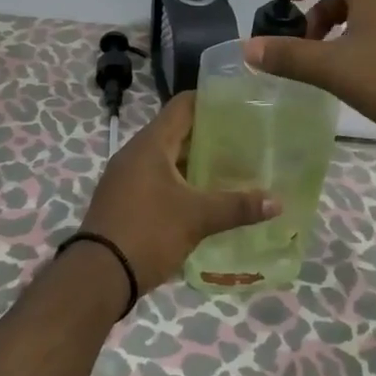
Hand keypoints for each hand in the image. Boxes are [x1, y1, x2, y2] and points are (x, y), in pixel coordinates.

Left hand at [75, 91, 278, 296]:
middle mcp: (136, 152)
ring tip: (232, 168)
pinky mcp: (124, 199)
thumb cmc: (148, 232)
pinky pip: (157, 178)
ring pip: (167, 157)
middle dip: (210, 135)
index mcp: (151, 143)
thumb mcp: (197, 218)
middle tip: (246, 140)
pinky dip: (181, 181)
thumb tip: (278, 202)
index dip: (211, 99)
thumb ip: (237, 206)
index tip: (241, 104)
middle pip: (177, 131)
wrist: (97, 276)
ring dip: (196, 161)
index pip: (183, 105)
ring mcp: (126, 176)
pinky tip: (204, 197)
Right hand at [243, 0, 375, 152]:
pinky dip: (362, 43)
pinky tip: (357, 77)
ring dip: (340, 29)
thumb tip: (248, 47)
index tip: (294, 3)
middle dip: (321, 9)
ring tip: (327, 64)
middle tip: (306, 44)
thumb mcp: (336, 70)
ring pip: (368, 10)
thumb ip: (290, 57)